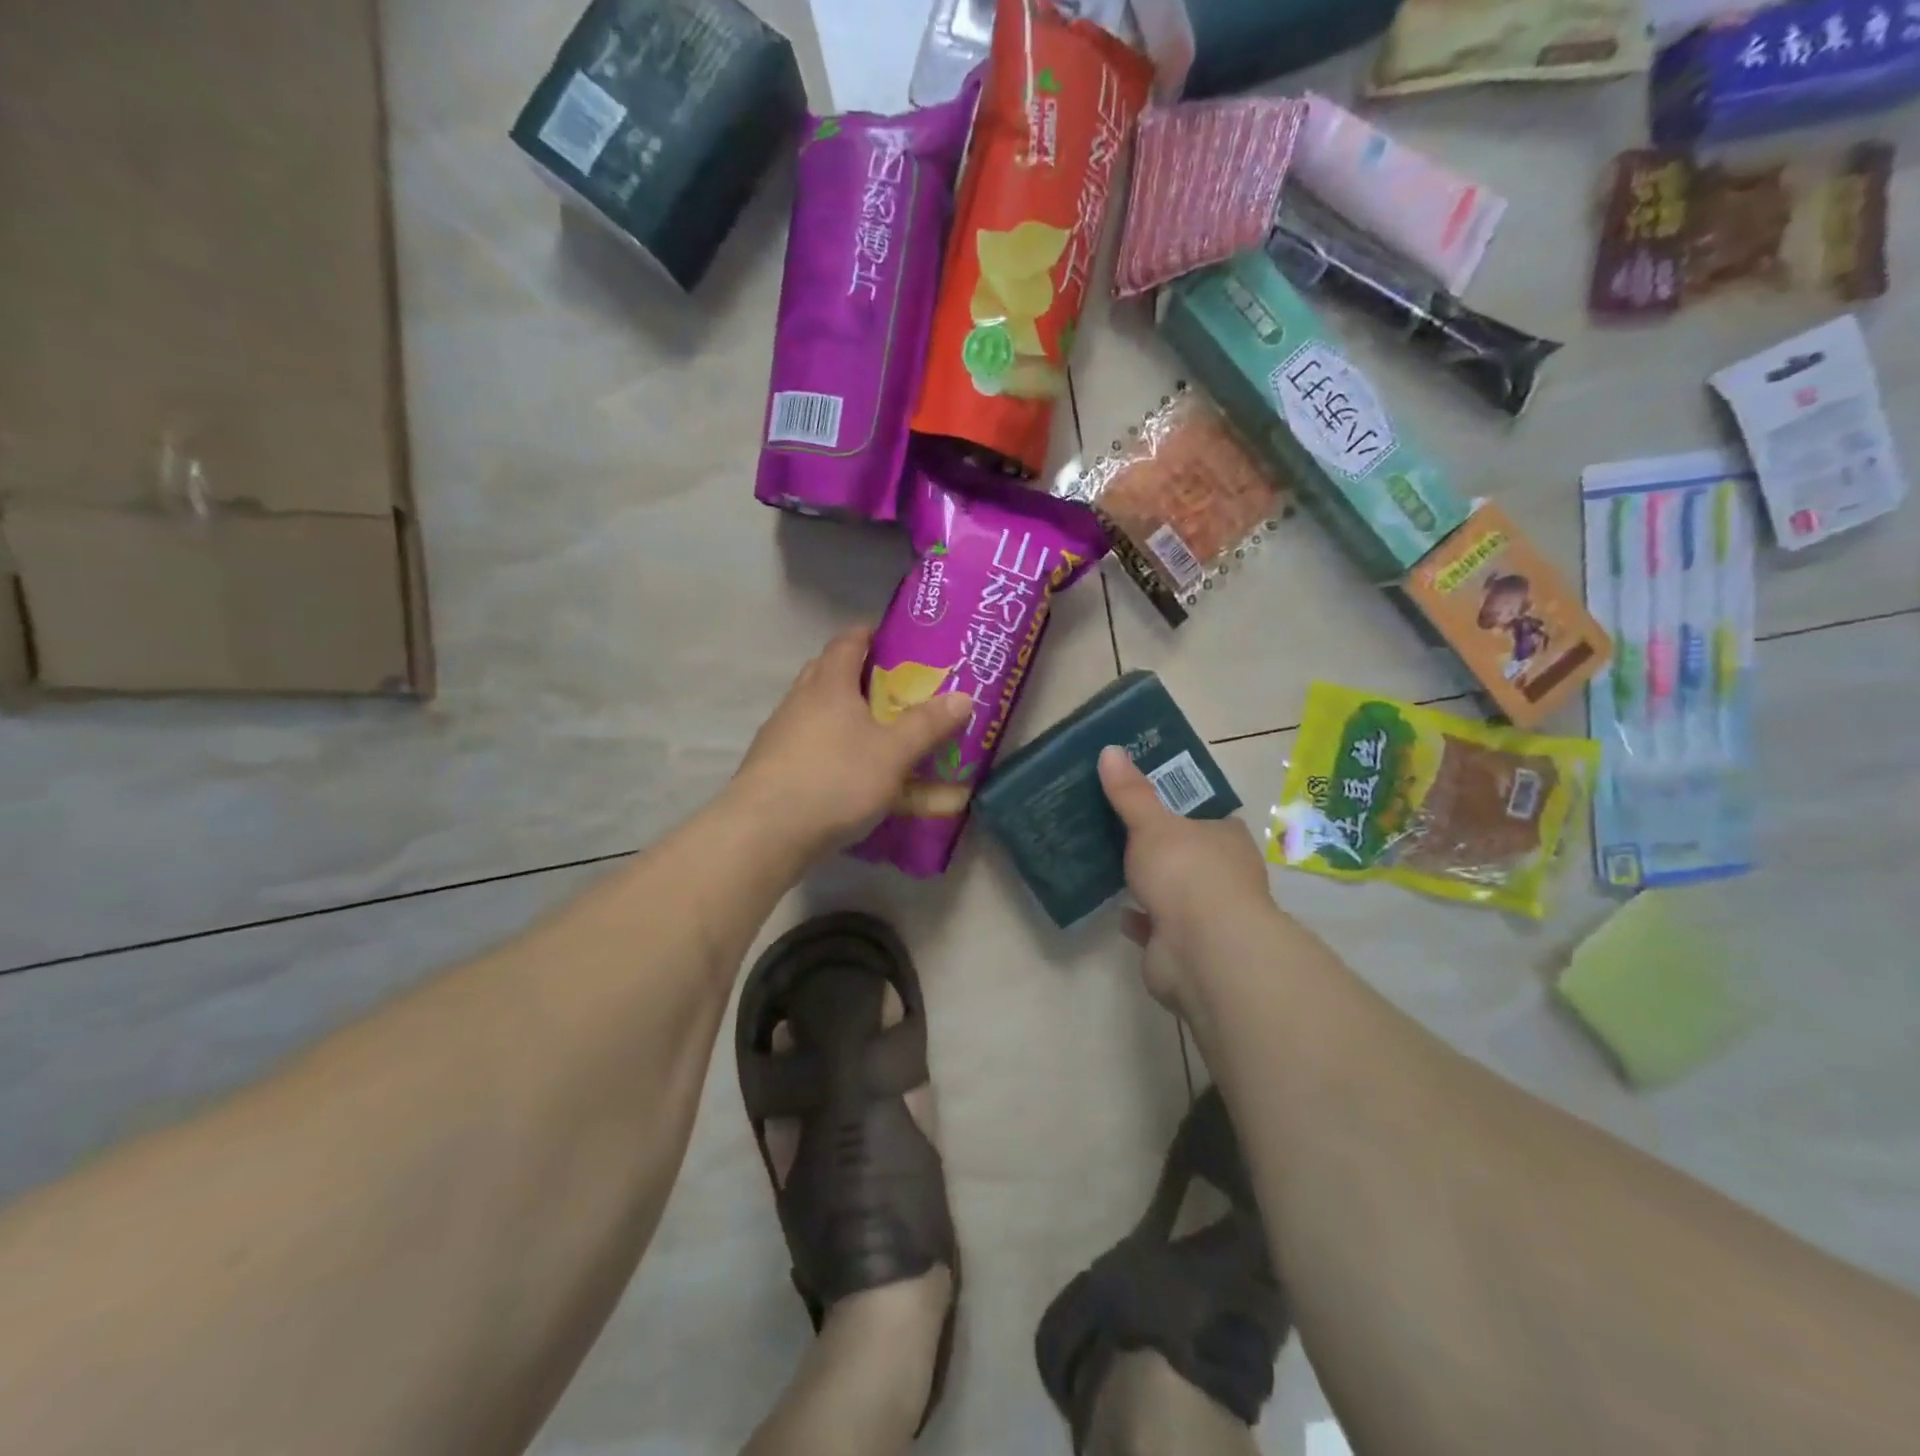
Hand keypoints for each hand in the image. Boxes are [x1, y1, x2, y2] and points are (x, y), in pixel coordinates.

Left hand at [731, 626, 972, 861]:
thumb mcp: (894, 753)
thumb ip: (928, 725)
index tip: (895, 640)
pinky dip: (832, 751)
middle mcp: (800, 701)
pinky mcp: (773, 768)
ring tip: (877, 733)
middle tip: (893, 688)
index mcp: (829, 684)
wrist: (765, 832)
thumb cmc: (836, 779)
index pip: (847, 642)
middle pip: (828, 672)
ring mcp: (781, 735)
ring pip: (817, 713)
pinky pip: (809, 747)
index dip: (870, 634)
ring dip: (845, 716)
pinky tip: (850, 774)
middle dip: (859, 675)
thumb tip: (964, 697)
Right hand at [1098, 746, 1273, 1014]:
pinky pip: (1156, 925)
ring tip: (1110, 864)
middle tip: (1115, 826)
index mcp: (1226, 837)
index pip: (1203, 812)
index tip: (1142, 794)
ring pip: (1172, 890)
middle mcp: (1223, 874)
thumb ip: (1131, 792)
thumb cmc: (1187, 873)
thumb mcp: (1153, 823)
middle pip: (1186, 851)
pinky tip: (1117, 908)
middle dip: (1157, 845)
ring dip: (1148, 883)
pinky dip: (1139, 918)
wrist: (1202, 951)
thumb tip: (1110, 749)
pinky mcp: (1184, 945)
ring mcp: (1206, 913)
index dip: (1176, 803)